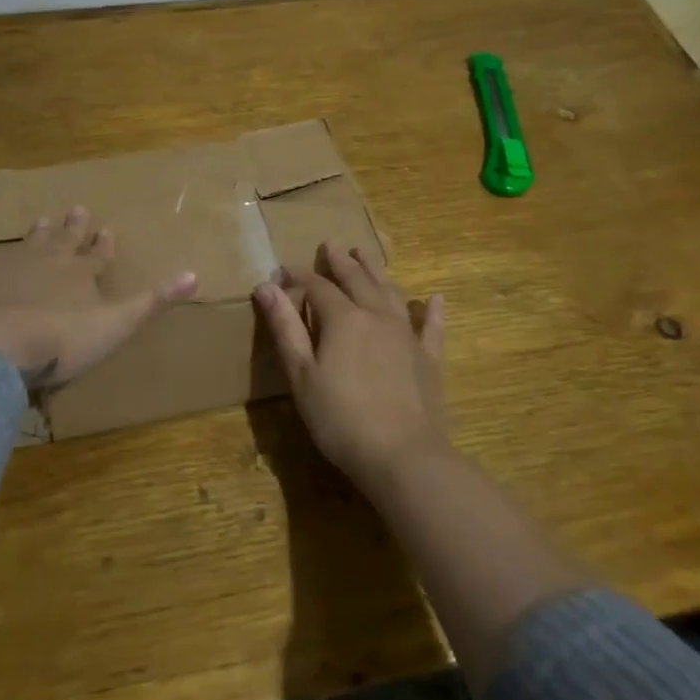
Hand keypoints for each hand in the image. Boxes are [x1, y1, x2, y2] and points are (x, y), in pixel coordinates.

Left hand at [0, 206, 197, 387]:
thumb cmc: (62, 341)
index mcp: (80, 275)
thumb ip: (154, 302)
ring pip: (27, 243)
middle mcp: (47, 261)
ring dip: (36, 232)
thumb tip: (196, 273)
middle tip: (77, 209)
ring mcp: (8, 266)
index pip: (98, 255)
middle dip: (74, 227)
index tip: (108, 228)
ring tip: (42, 219)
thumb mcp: (117, 325)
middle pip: (64, 241)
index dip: (104, 244)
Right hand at [253, 242, 446, 497]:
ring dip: (376, 271)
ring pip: (391, 292)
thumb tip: (266, 286)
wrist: (403, 456)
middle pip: (357, 280)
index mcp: (343, 319)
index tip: (284, 270)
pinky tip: (434, 298)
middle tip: (332, 244)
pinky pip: (431, 326)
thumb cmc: (341, 418)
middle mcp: (377, 315)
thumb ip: (285, 328)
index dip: (299, 277)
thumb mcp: (301, 375)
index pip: (318, 287)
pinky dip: (431, 310)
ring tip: (366, 254)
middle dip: (341, 262)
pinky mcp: (429, 358)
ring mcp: (407, 335)